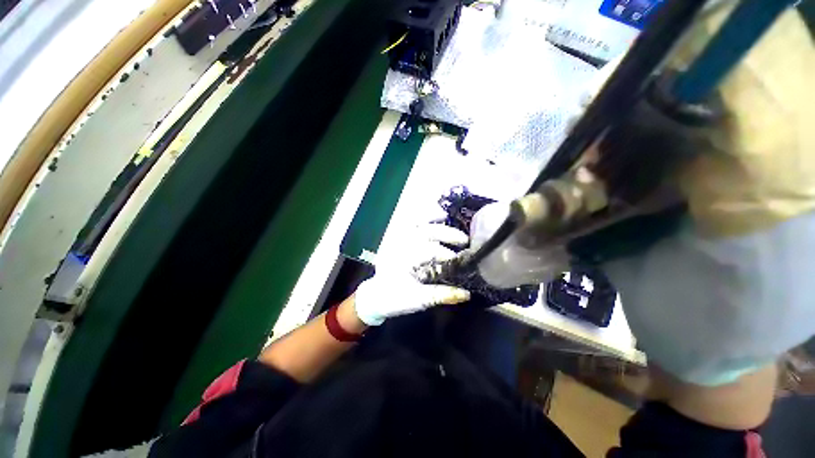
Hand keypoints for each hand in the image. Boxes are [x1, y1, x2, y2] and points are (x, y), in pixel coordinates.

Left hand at [353, 224, 471, 325]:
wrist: (377, 296)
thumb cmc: (396, 299)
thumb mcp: (418, 300)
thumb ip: (442, 295)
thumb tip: (467, 294)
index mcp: (404, 259)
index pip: (430, 250)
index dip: (448, 254)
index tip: (463, 261)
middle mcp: (400, 245)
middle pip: (426, 232)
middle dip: (447, 234)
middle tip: (465, 240)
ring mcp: (397, 240)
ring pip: (416, 223)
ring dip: (433, 219)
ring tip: (449, 218)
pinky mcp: (397, 239)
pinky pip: (410, 224)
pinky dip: (422, 219)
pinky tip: (433, 217)